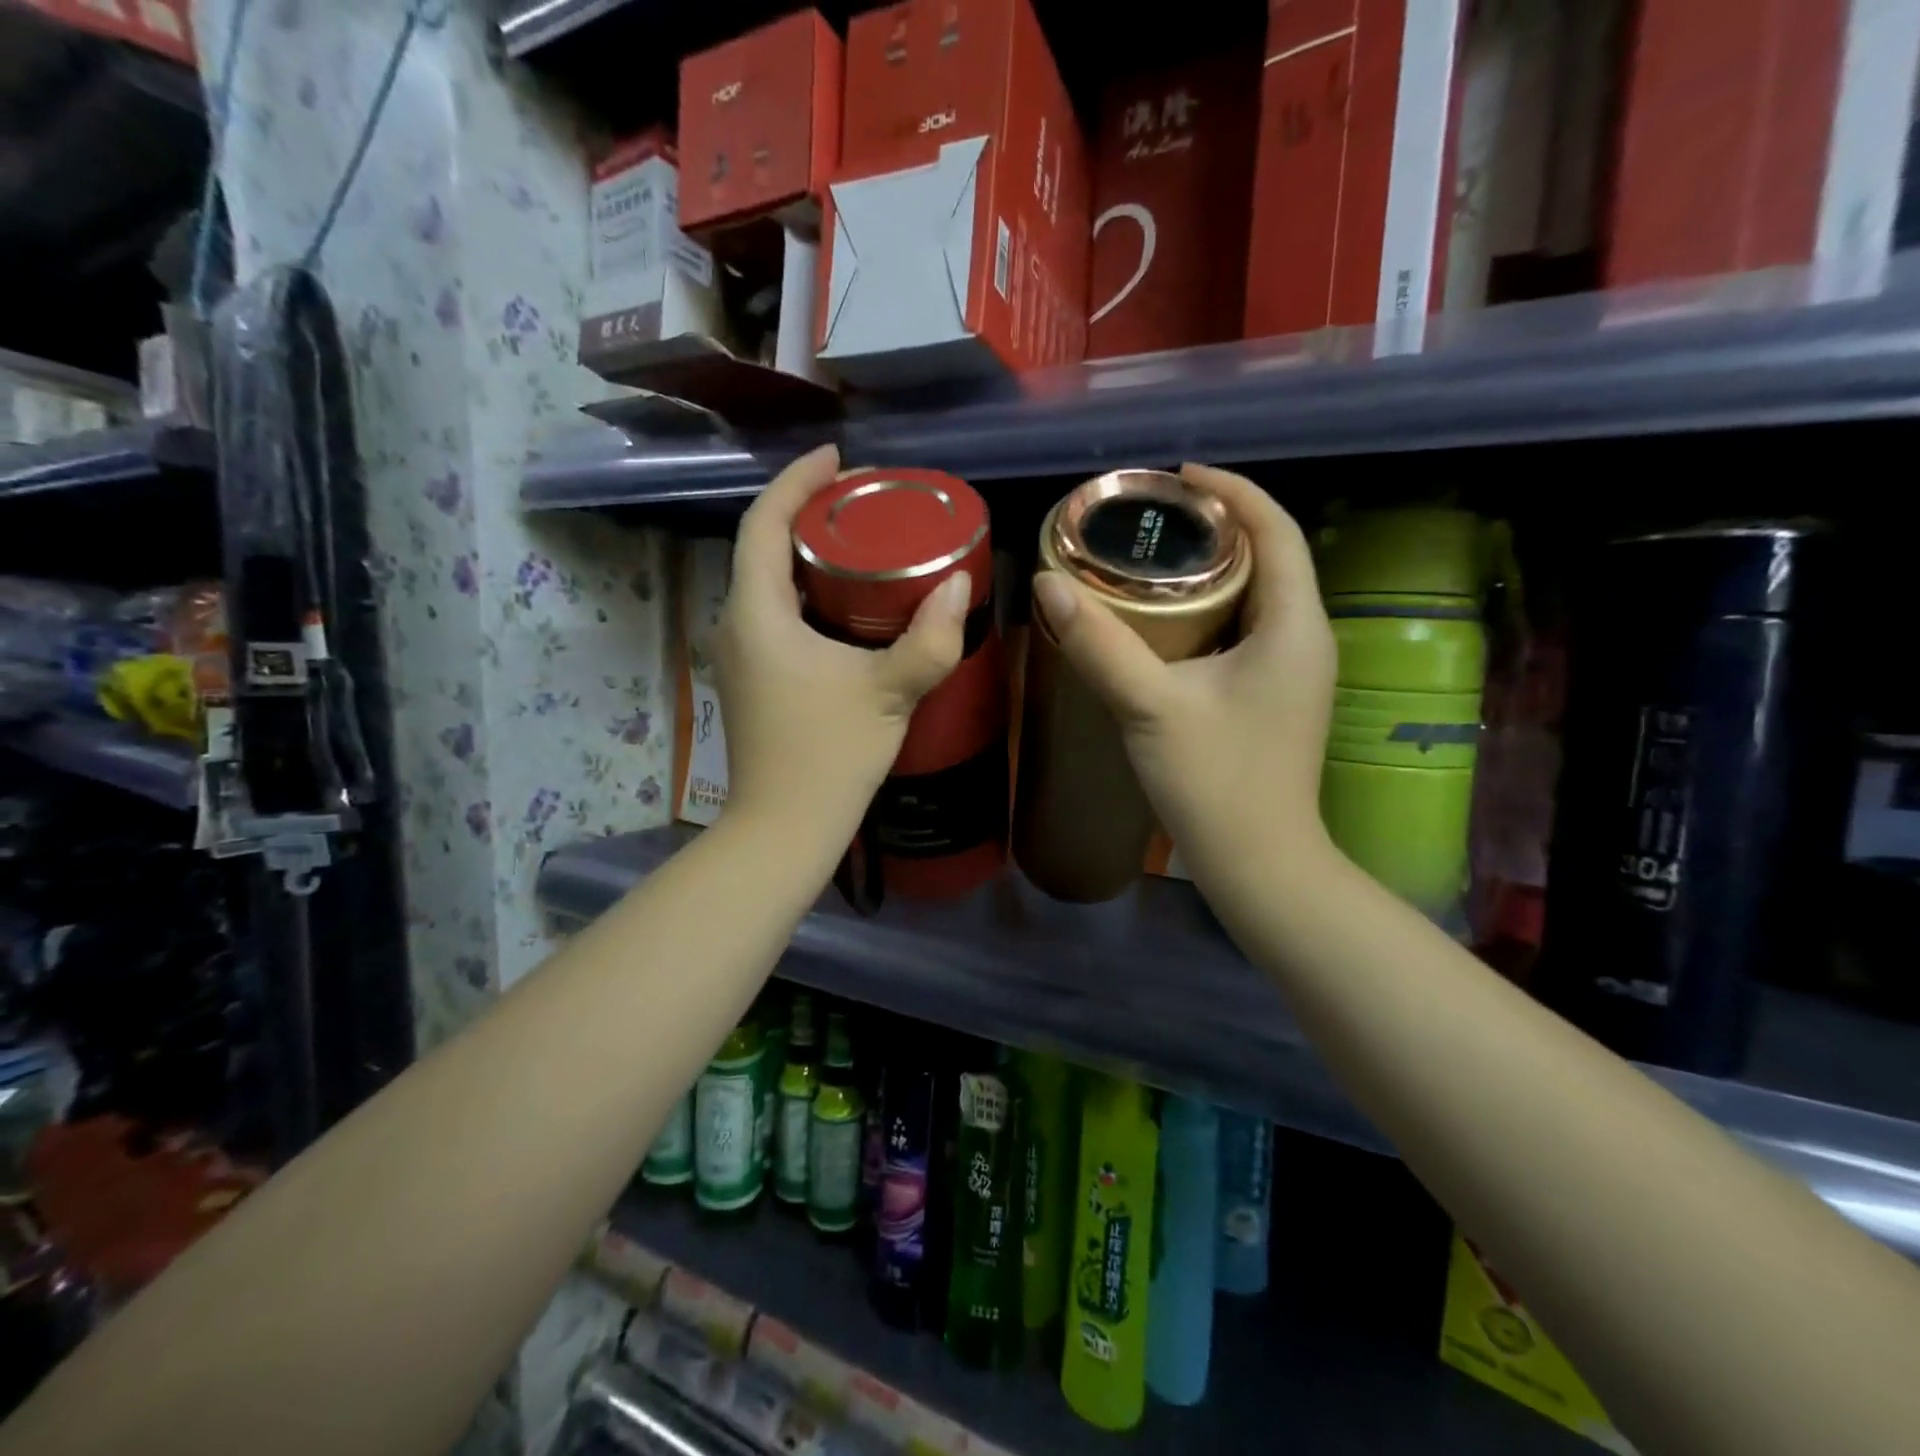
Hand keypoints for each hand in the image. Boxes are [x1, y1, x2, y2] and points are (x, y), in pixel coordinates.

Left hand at [715, 444, 972, 853]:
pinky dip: (808, 595)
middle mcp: (736, 625)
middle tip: (863, 504)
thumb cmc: (829, 755)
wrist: (784, 828)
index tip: (836, 458)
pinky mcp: (753, 681)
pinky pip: (776, 616)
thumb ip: (929, 638)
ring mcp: (739, 656)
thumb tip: (959, 585)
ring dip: (808, 558)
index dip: (796, 482)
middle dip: (807, 516)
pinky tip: (849, 606)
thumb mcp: (889, 692)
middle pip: (763, 548)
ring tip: (862, 545)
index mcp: (756, 614)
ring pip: (769, 585)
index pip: (763, 522)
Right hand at [1030, 463, 1337, 884]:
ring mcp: (1292, 671)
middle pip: (1269, 556)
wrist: (1257, 864)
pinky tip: (1166, 622)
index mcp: (1293, 626)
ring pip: (1258, 595)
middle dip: (1218, 527)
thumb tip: (1047, 582)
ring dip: (1214, 569)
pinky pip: (1246, 629)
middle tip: (1153, 520)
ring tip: (1153, 558)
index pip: (1276, 530)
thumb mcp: (1151, 707)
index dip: (1233, 491)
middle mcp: (1304, 638)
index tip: (1178, 477)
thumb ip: (1100, 644)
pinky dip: (1211, 609)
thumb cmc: (1216, 784)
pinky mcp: (1273, 696)